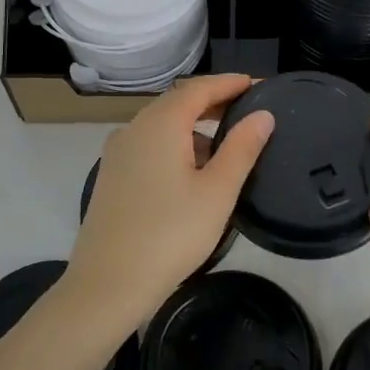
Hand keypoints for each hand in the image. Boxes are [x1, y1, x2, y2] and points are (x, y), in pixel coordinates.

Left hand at [65, 75, 273, 330]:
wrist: (107, 286)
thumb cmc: (170, 236)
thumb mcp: (217, 192)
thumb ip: (242, 148)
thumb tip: (263, 115)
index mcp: (160, 124)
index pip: (199, 88)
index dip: (229, 83)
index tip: (257, 84)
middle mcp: (134, 128)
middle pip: (178, 101)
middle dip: (213, 101)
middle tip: (248, 108)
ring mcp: (118, 152)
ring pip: (162, 124)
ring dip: (194, 125)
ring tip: (226, 143)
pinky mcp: (112, 175)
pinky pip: (149, 144)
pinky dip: (175, 143)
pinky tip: (192, 170)